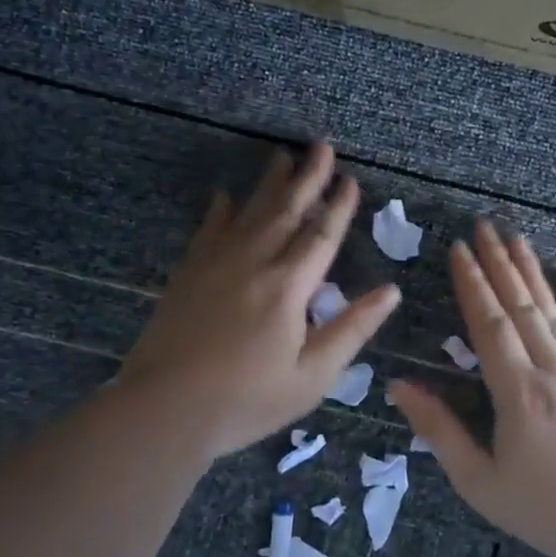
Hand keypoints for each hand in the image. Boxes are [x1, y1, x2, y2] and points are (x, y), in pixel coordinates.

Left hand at [121, 142, 398, 456]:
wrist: (164, 410)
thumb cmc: (247, 401)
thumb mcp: (312, 376)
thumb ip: (351, 329)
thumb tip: (391, 292)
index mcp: (289, 288)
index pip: (321, 236)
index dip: (339, 206)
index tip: (351, 180)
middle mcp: (253, 263)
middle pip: (286, 210)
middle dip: (308, 177)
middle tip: (321, 146)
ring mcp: (215, 264)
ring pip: (248, 212)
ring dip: (269, 183)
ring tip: (282, 156)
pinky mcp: (187, 274)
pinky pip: (208, 229)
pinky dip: (220, 210)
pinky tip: (224, 196)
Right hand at [389, 220, 555, 556]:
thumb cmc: (538, 506)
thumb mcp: (476, 478)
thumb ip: (438, 429)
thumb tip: (399, 386)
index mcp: (517, 392)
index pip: (490, 324)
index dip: (472, 284)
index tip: (458, 250)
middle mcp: (551, 370)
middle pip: (521, 306)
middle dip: (499, 263)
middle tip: (483, 227)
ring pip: (552, 311)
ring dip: (532, 272)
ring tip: (516, 238)